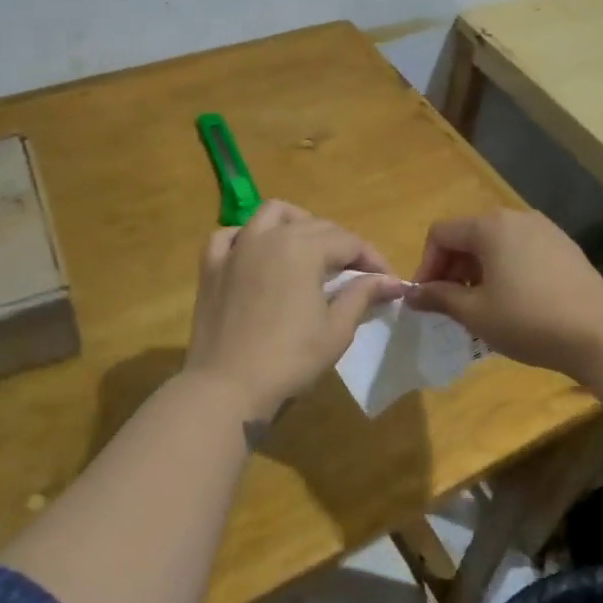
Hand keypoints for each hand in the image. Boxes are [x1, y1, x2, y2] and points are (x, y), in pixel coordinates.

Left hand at [184, 201, 403, 412]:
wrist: (228, 387)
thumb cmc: (290, 359)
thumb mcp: (336, 329)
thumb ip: (362, 295)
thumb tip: (390, 281)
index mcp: (303, 248)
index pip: (349, 241)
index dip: (373, 259)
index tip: (388, 282)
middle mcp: (269, 236)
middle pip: (315, 225)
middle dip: (342, 244)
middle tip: (356, 274)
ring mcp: (236, 249)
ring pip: (270, 214)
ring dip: (296, 223)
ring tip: (310, 248)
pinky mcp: (211, 267)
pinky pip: (228, 235)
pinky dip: (246, 237)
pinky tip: (256, 253)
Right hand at [404, 210, 602, 381]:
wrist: (601, 335)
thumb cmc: (528, 321)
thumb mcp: (476, 313)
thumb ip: (439, 297)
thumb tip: (411, 293)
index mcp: (490, 226)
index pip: (441, 233)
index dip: (427, 264)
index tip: (428, 299)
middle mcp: (517, 217)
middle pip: (469, 235)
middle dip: (452, 268)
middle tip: (451, 305)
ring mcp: (545, 229)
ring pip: (496, 243)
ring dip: (478, 270)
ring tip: (481, 306)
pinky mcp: (564, 247)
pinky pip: (521, 250)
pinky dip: (506, 269)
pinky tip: (514, 301)